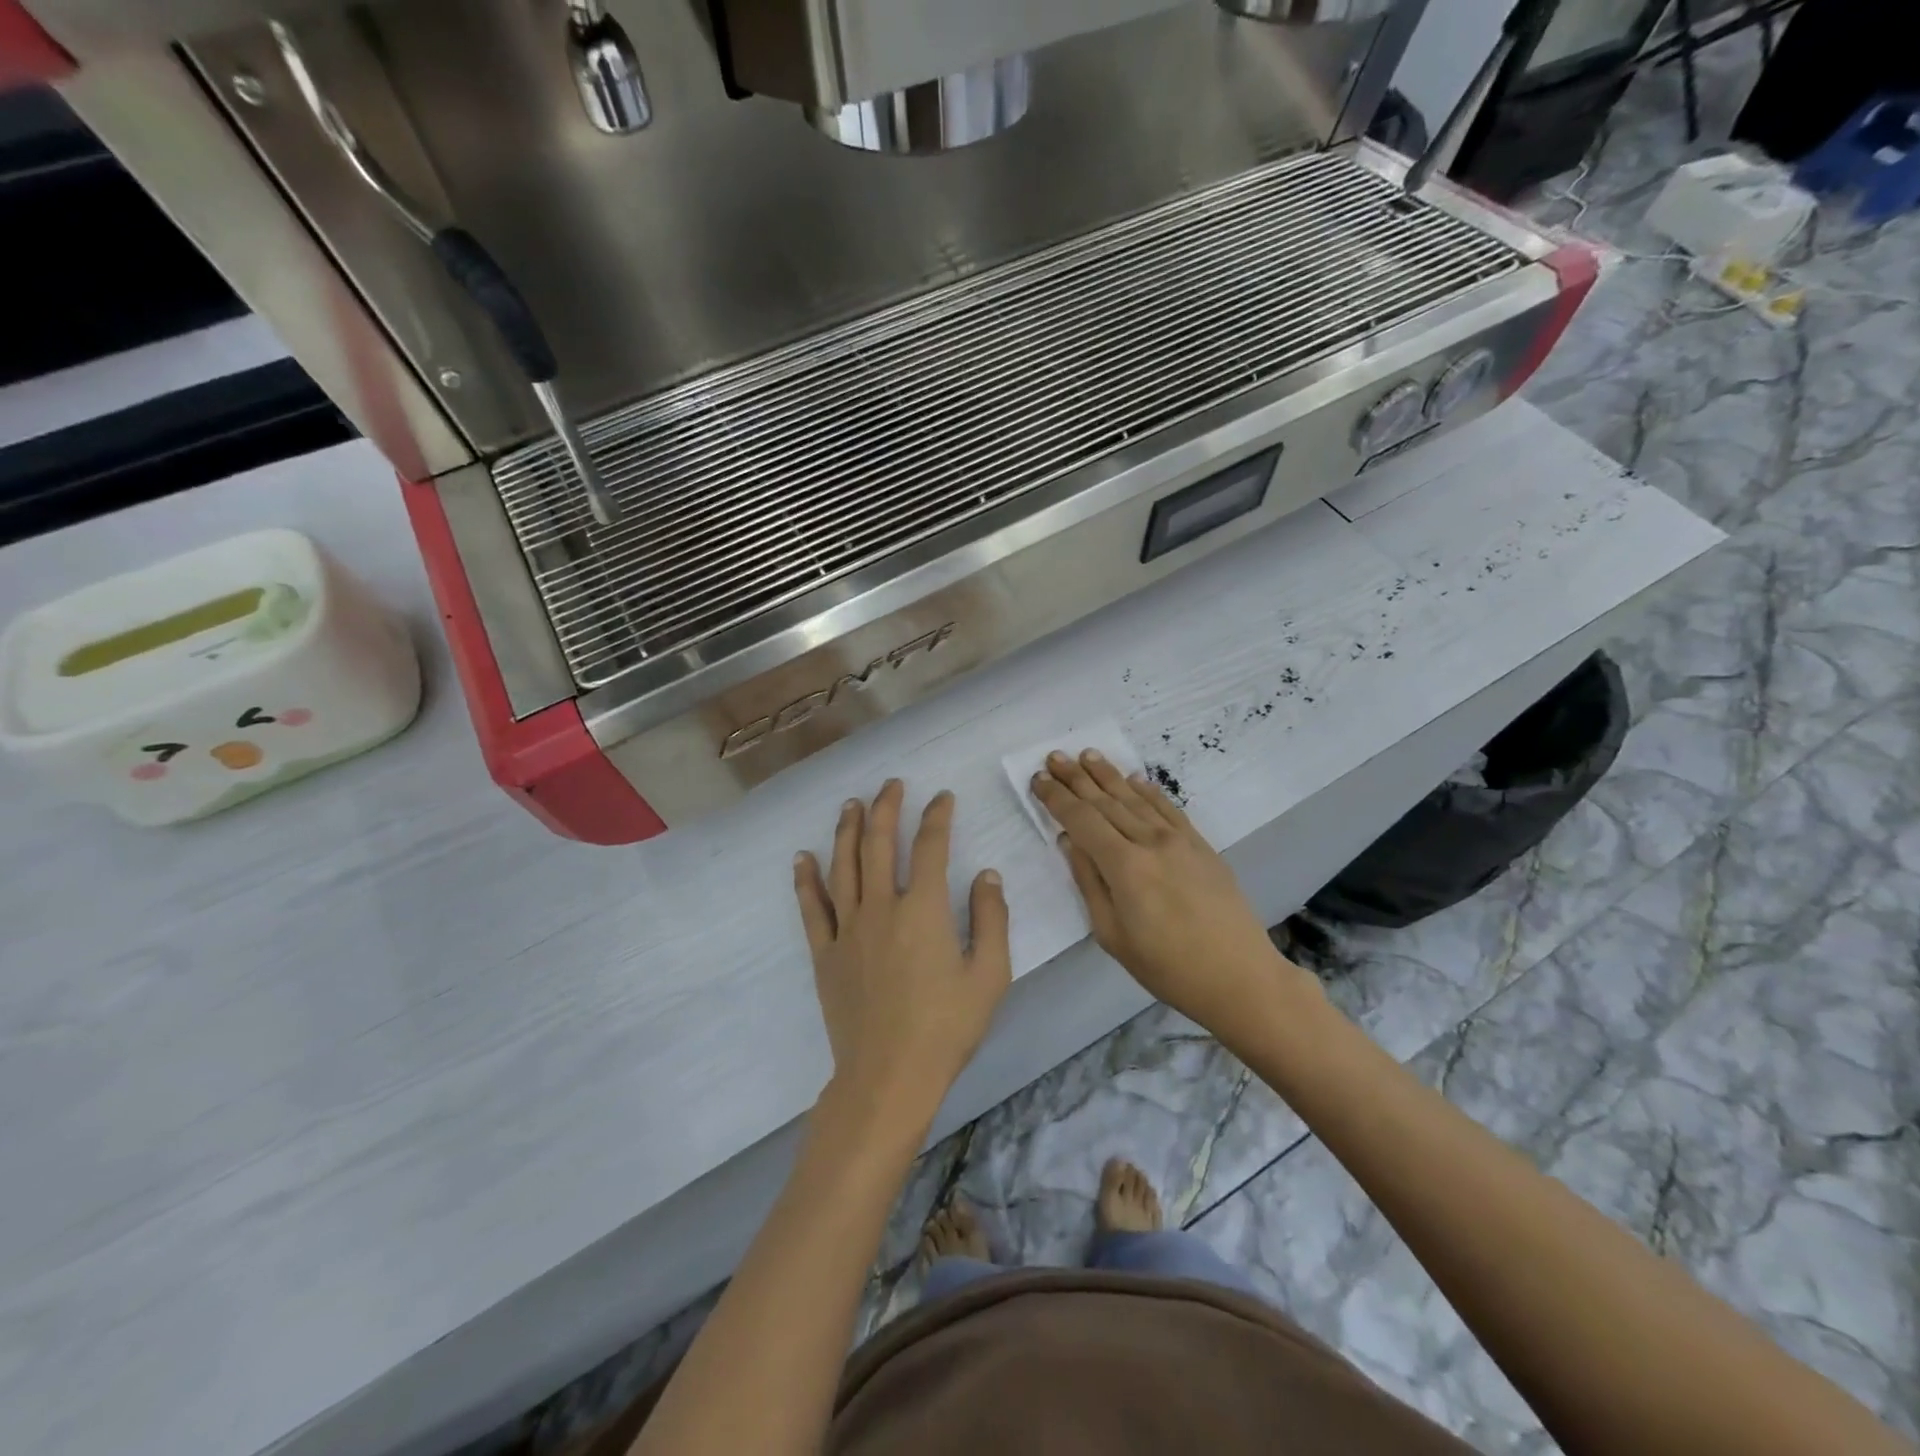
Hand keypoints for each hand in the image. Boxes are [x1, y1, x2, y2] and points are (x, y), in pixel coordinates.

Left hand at [794, 781, 1011, 1127]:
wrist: (889, 1076)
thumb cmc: (946, 1027)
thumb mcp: (990, 975)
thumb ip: (992, 919)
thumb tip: (986, 874)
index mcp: (924, 910)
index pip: (931, 847)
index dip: (938, 817)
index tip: (943, 798)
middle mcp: (881, 907)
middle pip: (880, 843)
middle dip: (887, 808)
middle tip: (892, 785)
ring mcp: (847, 929)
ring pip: (843, 865)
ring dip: (847, 830)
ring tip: (851, 804)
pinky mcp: (825, 953)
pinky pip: (811, 908)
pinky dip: (806, 879)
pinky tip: (802, 857)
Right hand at [1032, 751, 1314, 1036]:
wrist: (1239, 977)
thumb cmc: (1166, 967)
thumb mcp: (1112, 934)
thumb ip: (1089, 882)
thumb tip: (1069, 841)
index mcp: (1124, 866)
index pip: (1082, 820)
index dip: (1057, 798)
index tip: (1038, 778)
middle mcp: (1150, 842)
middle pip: (1106, 802)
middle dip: (1077, 778)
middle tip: (1055, 756)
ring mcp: (1179, 840)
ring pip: (1136, 799)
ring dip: (1109, 775)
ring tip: (1088, 755)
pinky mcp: (1200, 845)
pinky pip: (1168, 808)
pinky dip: (1148, 790)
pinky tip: (1134, 778)